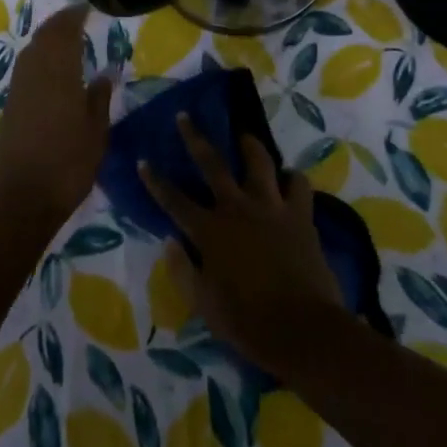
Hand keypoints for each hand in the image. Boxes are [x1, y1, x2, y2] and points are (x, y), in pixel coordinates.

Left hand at [0, 4, 112, 224]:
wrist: (19, 200)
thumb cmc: (67, 166)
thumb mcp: (95, 134)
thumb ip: (99, 99)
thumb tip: (105, 73)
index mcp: (58, 74)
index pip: (64, 33)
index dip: (73, 17)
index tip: (86, 7)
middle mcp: (34, 74)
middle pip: (43, 38)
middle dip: (58, 24)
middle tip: (75, 17)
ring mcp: (18, 91)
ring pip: (30, 52)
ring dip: (45, 38)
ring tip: (63, 37)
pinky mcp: (9, 107)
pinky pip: (24, 69)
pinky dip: (37, 57)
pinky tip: (48, 68)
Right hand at [140, 117, 342, 373]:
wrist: (303, 329)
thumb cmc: (247, 322)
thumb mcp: (204, 304)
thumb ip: (182, 270)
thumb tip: (169, 242)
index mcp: (209, 231)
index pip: (174, 200)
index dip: (156, 181)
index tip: (143, 160)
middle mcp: (237, 208)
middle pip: (212, 164)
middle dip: (194, 138)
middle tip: (185, 116)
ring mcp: (271, 207)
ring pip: (258, 162)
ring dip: (249, 145)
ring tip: (244, 136)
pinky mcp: (300, 215)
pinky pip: (298, 184)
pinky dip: (292, 179)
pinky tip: (289, 179)